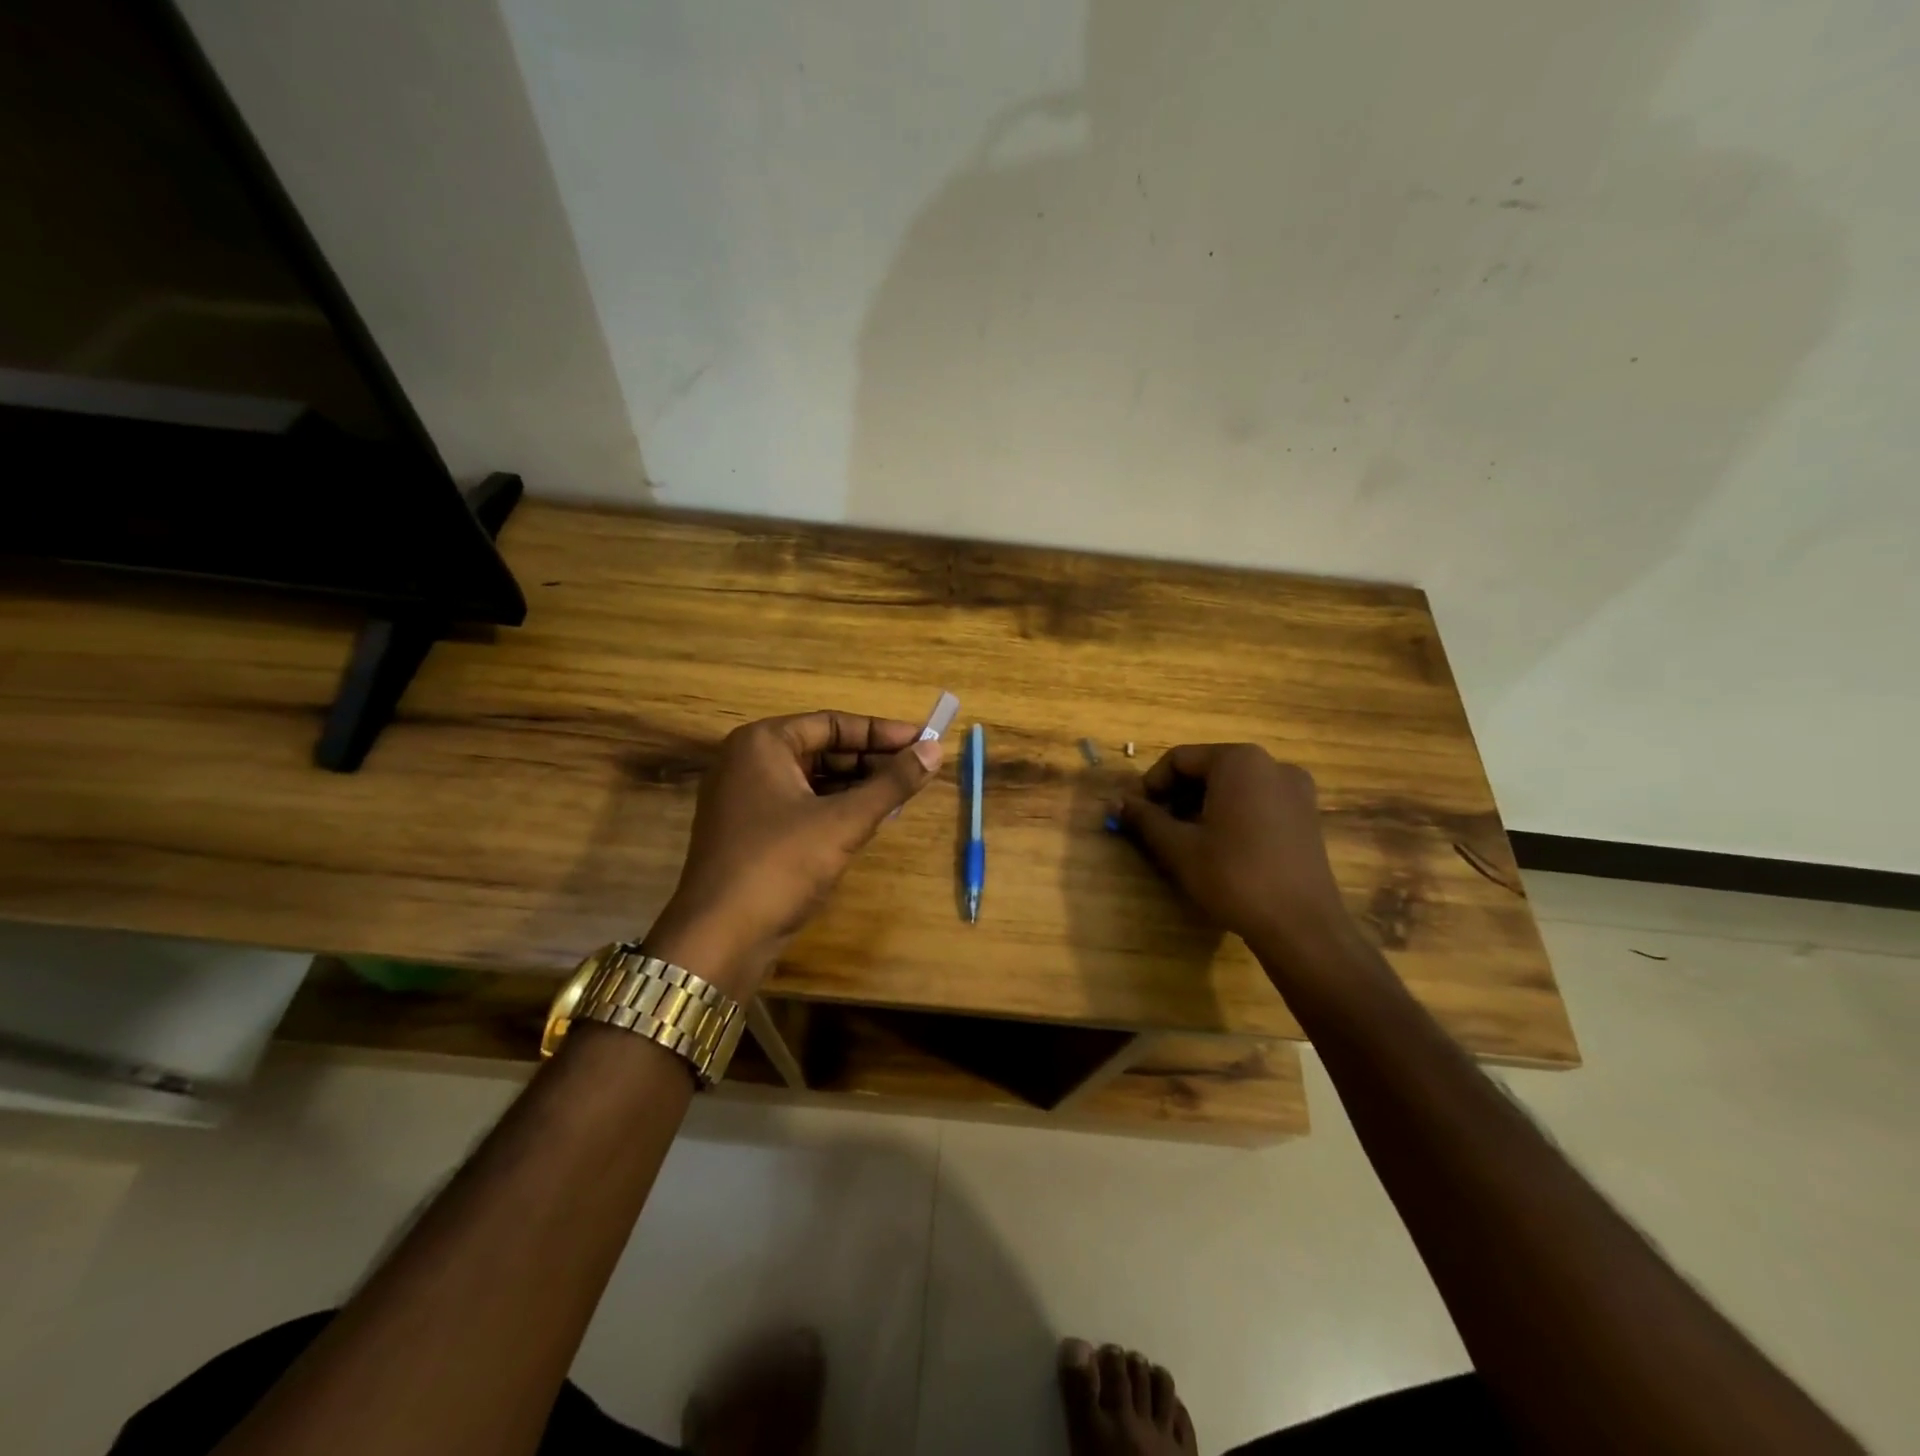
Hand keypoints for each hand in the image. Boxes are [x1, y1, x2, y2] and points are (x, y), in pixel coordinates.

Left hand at [644, 711, 942, 997]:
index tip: (923, 741)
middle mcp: (748, 762)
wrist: (719, 939)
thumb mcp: (844, 821)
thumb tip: (935, 751)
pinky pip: (802, 805)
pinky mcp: (752, 831)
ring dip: (857, 785)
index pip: (832, 724)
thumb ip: (892, 783)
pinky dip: (836, 808)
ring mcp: (746, 798)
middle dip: (871, 760)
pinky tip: (870, 818)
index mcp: (762, 743)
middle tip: (918, 769)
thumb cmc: (781, 864)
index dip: (881, 732)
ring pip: (814, 779)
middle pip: (822, 749)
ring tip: (902, 792)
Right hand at [1114, 744, 1356, 966]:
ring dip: (1201, 806)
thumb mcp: (1179, 847)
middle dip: (1177, 796)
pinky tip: (1220, 848)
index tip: (1138, 816)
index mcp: (1239, 761)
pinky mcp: (1306, 815)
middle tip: (1157, 829)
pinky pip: (1257, 801)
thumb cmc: (1234, 876)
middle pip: (1208, 769)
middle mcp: (1271, 764)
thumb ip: (1145, 819)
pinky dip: (1231, 814)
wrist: (1301, 926)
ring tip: (1185, 841)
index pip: (1179, 759)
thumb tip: (1116, 802)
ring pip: (1233, 786)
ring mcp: (1295, 789)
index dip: (1151, 785)